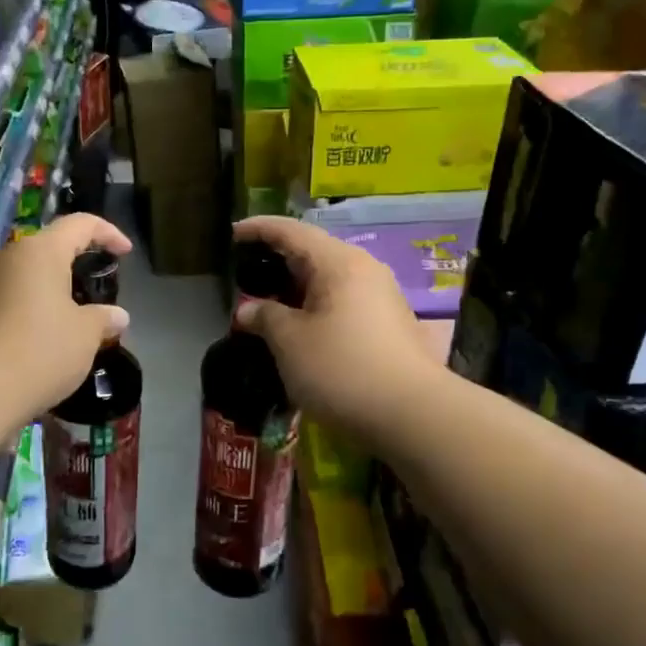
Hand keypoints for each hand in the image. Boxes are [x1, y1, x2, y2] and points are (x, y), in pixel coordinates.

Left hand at [0, 212, 132, 421]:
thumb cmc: (40, 351)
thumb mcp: (85, 336)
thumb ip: (103, 319)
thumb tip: (118, 315)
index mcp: (40, 252)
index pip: (79, 224)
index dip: (107, 233)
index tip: (124, 252)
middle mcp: (3, 257)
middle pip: (44, 251)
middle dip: (69, 268)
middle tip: (90, 295)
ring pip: (18, 278)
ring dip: (41, 294)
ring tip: (59, 325)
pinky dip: (17, 314)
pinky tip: (28, 345)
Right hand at [231, 215, 438, 443]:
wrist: (413, 415)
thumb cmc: (342, 369)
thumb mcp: (290, 342)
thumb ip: (265, 317)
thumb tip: (248, 309)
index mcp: (338, 262)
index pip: (292, 231)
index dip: (259, 229)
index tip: (233, 234)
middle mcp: (364, 270)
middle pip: (313, 252)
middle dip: (278, 260)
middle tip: (247, 274)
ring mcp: (381, 297)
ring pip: (330, 279)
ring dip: (297, 288)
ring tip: (269, 304)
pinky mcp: (389, 325)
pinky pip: (343, 302)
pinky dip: (316, 307)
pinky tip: (302, 328)